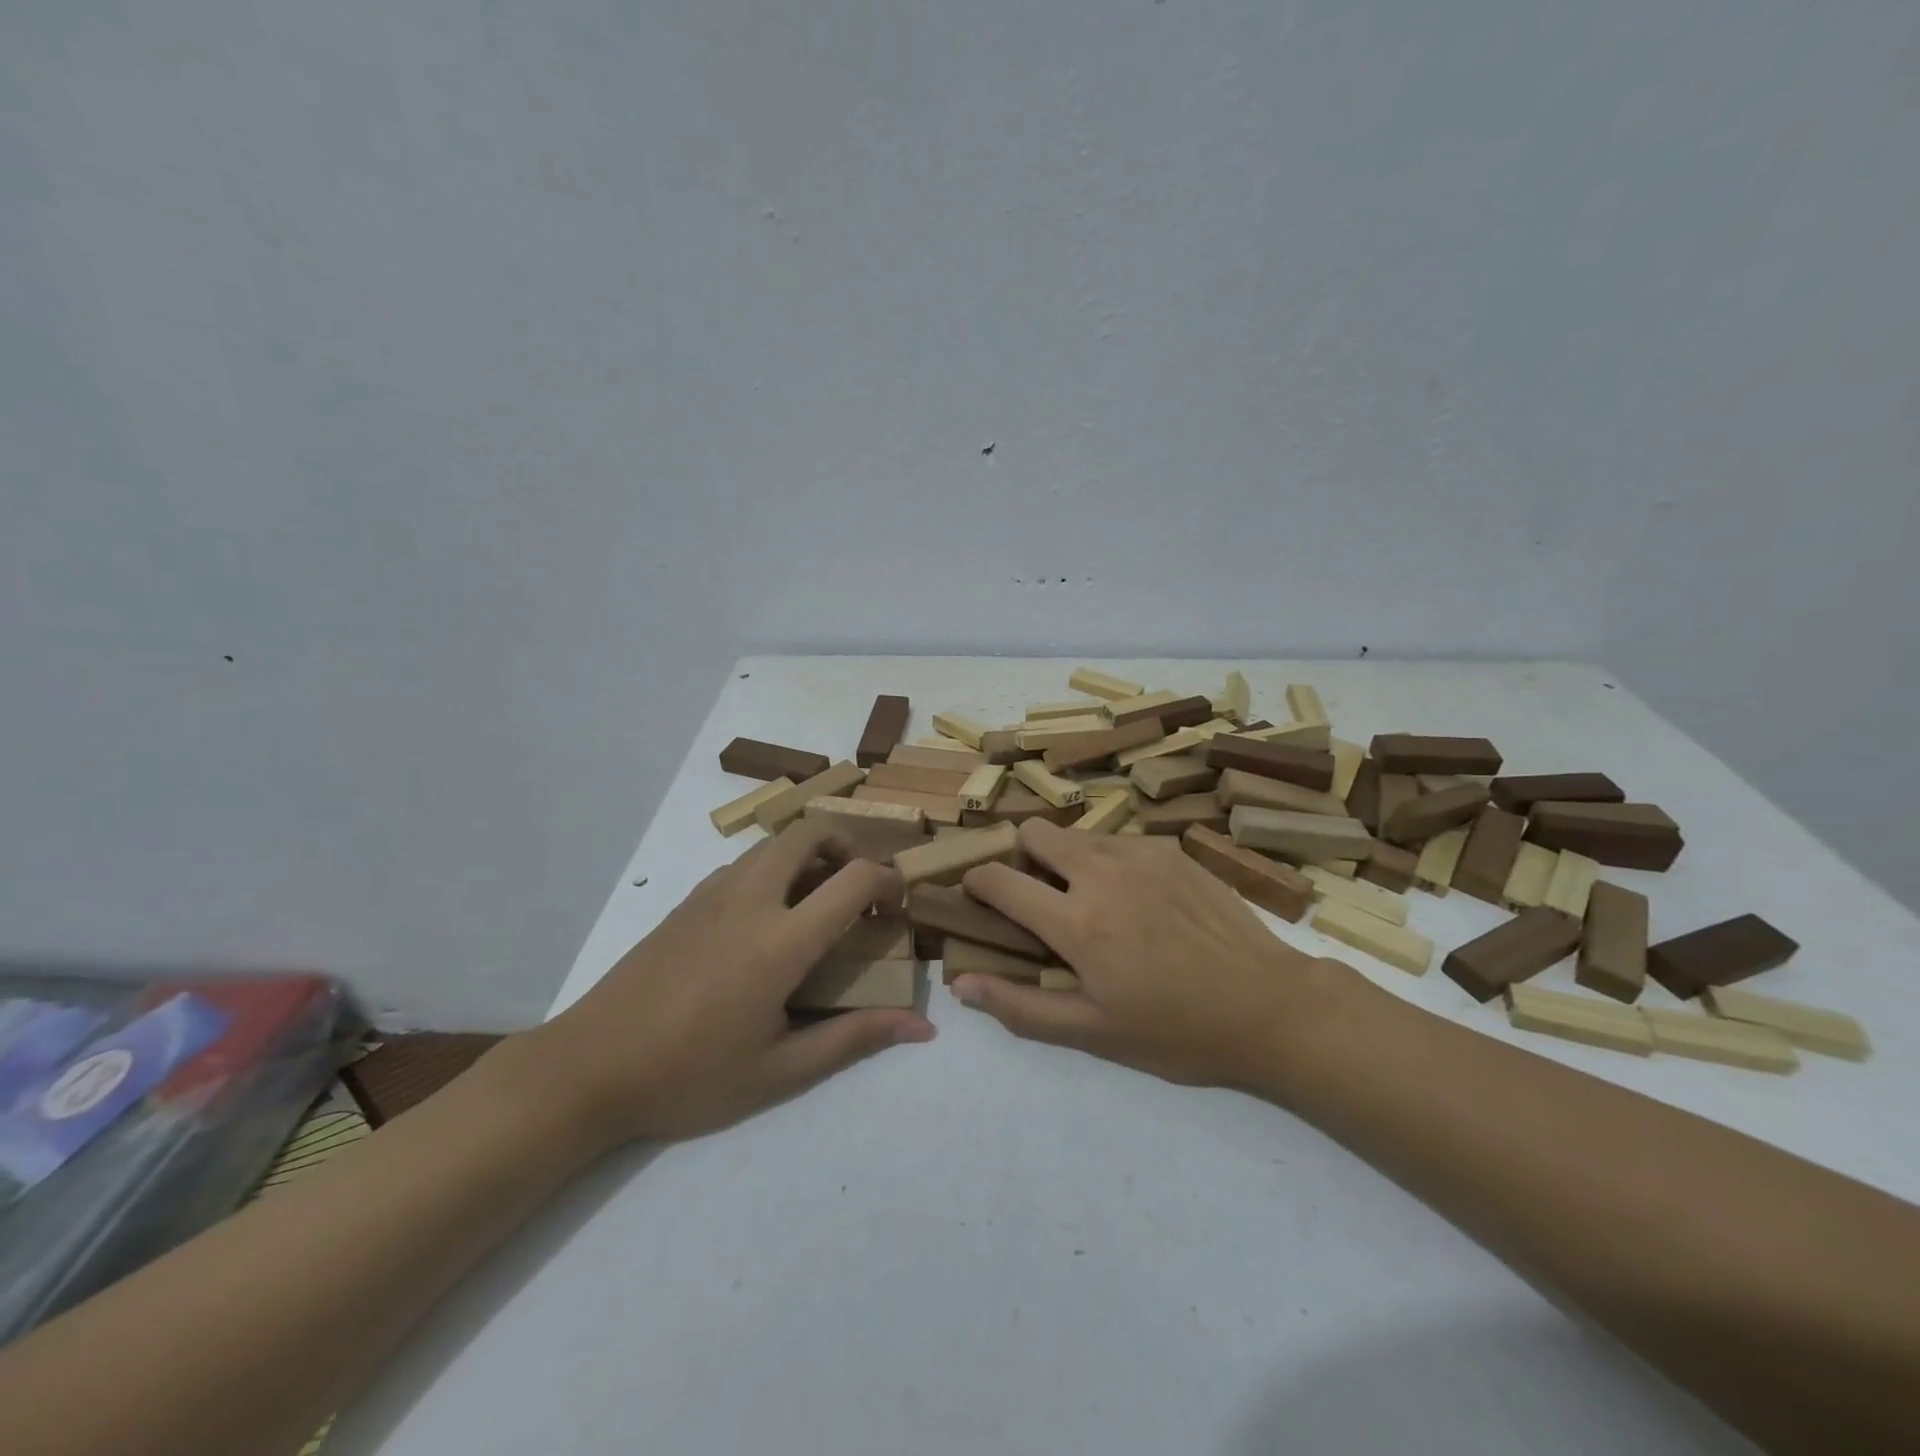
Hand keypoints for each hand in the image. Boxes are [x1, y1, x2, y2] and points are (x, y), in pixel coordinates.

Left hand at [525, 823, 934, 1147]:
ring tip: (818, 901)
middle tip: (859, 889)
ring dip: (810, 854)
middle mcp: (751, 899)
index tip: (898, 906)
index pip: (854, 878)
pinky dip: (775, 867)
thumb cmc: (690, 1075)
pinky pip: (745, 862)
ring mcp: (713, 892)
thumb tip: (922, 1027)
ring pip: (774, 842)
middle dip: (848, 847)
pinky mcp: (688, 900)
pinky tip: (769, 918)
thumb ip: (854, 1038)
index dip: (889, 881)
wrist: (590, 1067)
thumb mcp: (780, 1071)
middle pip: (810, 833)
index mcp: (781, 940)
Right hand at [952, 820, 1360, 1094]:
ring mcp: (1140, 854)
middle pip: (1035, 832)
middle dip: (1021, 856)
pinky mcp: (1171, 849)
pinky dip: (1107, 860)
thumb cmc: (1177, 1030)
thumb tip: (960, 985)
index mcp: (1077, 922)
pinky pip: (1118, 840)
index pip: (1001, 880)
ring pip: (1077, 834)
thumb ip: (1021, 1006)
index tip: (976, 893)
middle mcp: (1102, 873)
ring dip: (1066, 859)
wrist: (1268, 1005)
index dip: (977, 882)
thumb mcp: (1094, 1032)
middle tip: (1037, 894)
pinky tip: (1135, 898)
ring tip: (1089, 899)